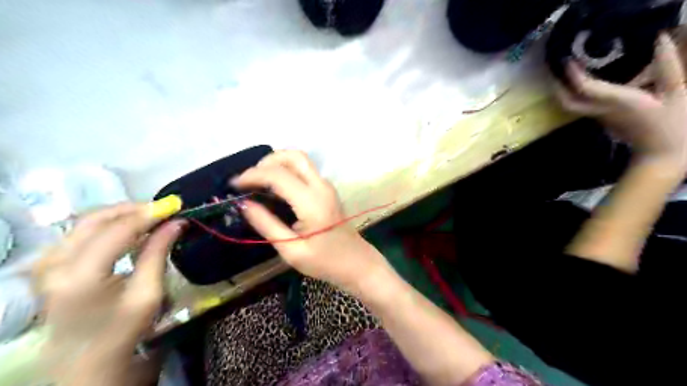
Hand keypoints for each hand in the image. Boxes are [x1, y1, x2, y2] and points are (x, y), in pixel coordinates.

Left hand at [32, 200, 185, 384]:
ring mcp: (46, 264)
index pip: (118, 229)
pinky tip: (126, 230)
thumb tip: (177, 223)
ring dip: (120, 215)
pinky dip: (106, 226)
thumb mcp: (147, 295)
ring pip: (85, 222)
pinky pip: (79, 233)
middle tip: (163, 209)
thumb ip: (158, 254)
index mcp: (79, 275)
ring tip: (149, 217)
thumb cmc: (122, 333)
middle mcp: (54, 263)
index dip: (149, 213)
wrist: (84, 365)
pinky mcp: (48, 266)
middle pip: (95, 219)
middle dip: (133, 209)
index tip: (175, 206)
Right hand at [233, 149, 388, 292]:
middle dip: (267, 161)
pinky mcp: (327, 190)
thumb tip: (244, 203)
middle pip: (293, 156)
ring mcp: (327, 186)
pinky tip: (275, 187)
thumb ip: (266, 224)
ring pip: (300, 160)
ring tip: (258, 182)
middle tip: (249, 180)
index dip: (252, 176)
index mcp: (311, 202)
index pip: (278, 175)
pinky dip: (287, 171)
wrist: (356, 263)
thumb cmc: (325, 262)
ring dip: (277, 163)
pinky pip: (305, 171)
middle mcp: (321, 186)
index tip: (234, 185)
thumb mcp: (291, 249)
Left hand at [555, 34, 686, 167]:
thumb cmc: (674, 124)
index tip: (567, 59)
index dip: (574, 74)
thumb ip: (667, 67)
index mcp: (617, 102)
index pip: (586, 88)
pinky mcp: (602, 119)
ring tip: (564, 71)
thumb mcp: (678, 92)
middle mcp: (600, 111)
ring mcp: (599, 117)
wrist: (663, 155)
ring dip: (563, 90)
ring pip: (572, 105)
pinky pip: (582, 105)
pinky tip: (582, 81)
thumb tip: (659, 39)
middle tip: (554, 68)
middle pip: (568, 102)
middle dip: (557, 86)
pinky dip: (576, 94)